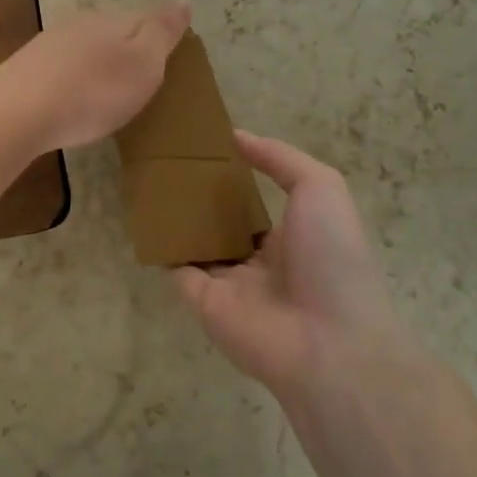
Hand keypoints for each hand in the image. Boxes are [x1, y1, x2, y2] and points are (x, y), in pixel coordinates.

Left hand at [0, 0, 190, 153]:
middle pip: (112, 33)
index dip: (158, 40)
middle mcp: (80, 23)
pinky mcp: (25, 69)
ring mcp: (48, 44)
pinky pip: (60, 69)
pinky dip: (71, 82)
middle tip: (137, 86)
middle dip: (125, 53)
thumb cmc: (93, 92)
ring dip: (96, 67)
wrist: (17, 112)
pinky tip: (70, 101)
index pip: (144, 20)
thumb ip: (162, 30)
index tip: (165, 65)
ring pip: (83, 49)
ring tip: (105, 97)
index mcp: (113, 21)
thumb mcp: (143, 64)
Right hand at [174, 132, 403, 396]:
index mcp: (291, 235)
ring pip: (197, 245)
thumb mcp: (320, 187)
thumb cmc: (332, 256)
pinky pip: (177, 269)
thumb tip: (237, 136)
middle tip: (168, 160)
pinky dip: (161, 248)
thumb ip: (280, 158)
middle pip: (222, 224)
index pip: (256, 203)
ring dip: (177, 219)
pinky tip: (144, 215)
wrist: (328, 341)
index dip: (234, 176)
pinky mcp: (204, 303)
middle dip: (199, 197)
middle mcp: (259, 261)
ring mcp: (230, 284)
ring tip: (148, 178)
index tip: (204, 146)